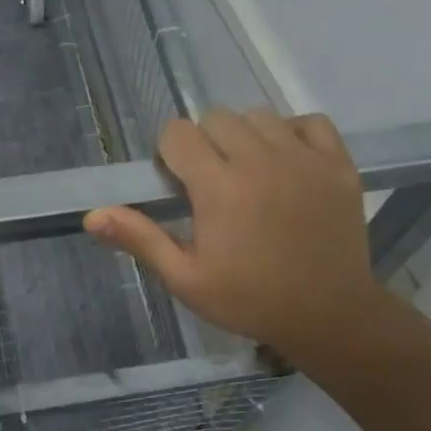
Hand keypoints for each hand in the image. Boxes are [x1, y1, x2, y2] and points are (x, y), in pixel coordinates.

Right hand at [83, 108, 388, 369]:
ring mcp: (304, 158)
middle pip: (216, 118)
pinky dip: (293, 134)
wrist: (328, 315)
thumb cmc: (248, 300)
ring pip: (260, 116)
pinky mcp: (338, 163)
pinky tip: (288, 163)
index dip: (170, 154)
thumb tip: (92, 215)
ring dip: (245, 136)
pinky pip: (309, 122)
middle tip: (213, 184)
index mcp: (218, 187)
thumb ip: (140, 239)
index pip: (178, 133)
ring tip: (250, 173)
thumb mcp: (186, 279)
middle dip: (205, 143)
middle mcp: (259, 160)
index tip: (179, 184)